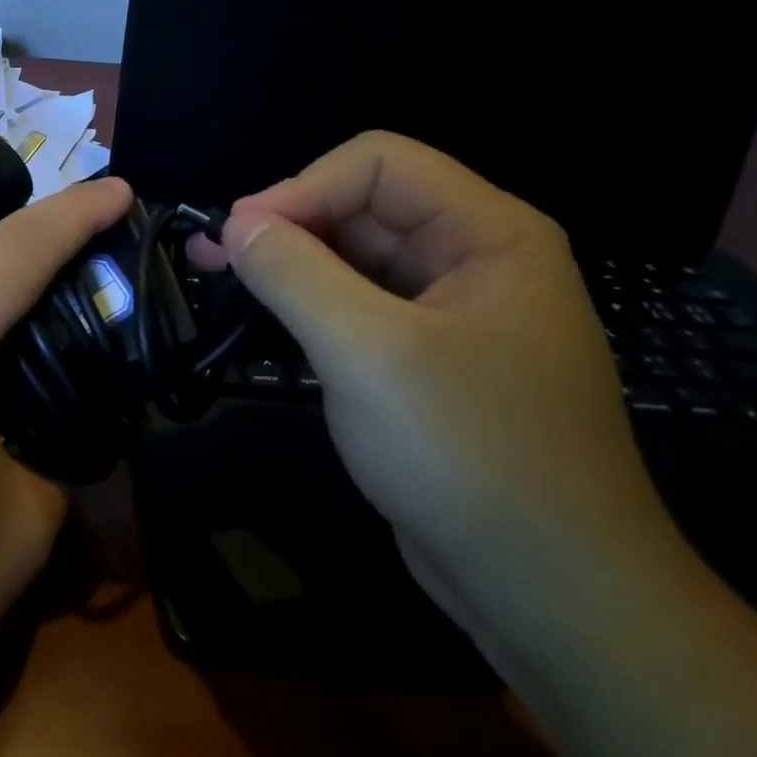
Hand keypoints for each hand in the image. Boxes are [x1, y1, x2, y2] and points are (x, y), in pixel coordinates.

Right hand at [196, 130, 684, 664]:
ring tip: (219, 281)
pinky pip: (355, 307)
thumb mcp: (370, 354)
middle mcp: (472, 260)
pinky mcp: (421, 360)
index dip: (302, 188)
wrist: (546, 591)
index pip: (379, 165)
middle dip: (285, 223)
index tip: (238, 237)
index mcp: (488, 235)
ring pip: (352, 258)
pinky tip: (262, 319)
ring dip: (286, 264)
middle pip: (362, 206)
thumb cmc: (470, 456)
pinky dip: (305, 305)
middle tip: (210, 258)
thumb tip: (234, 223)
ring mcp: (447, 313)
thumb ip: (295, 274)